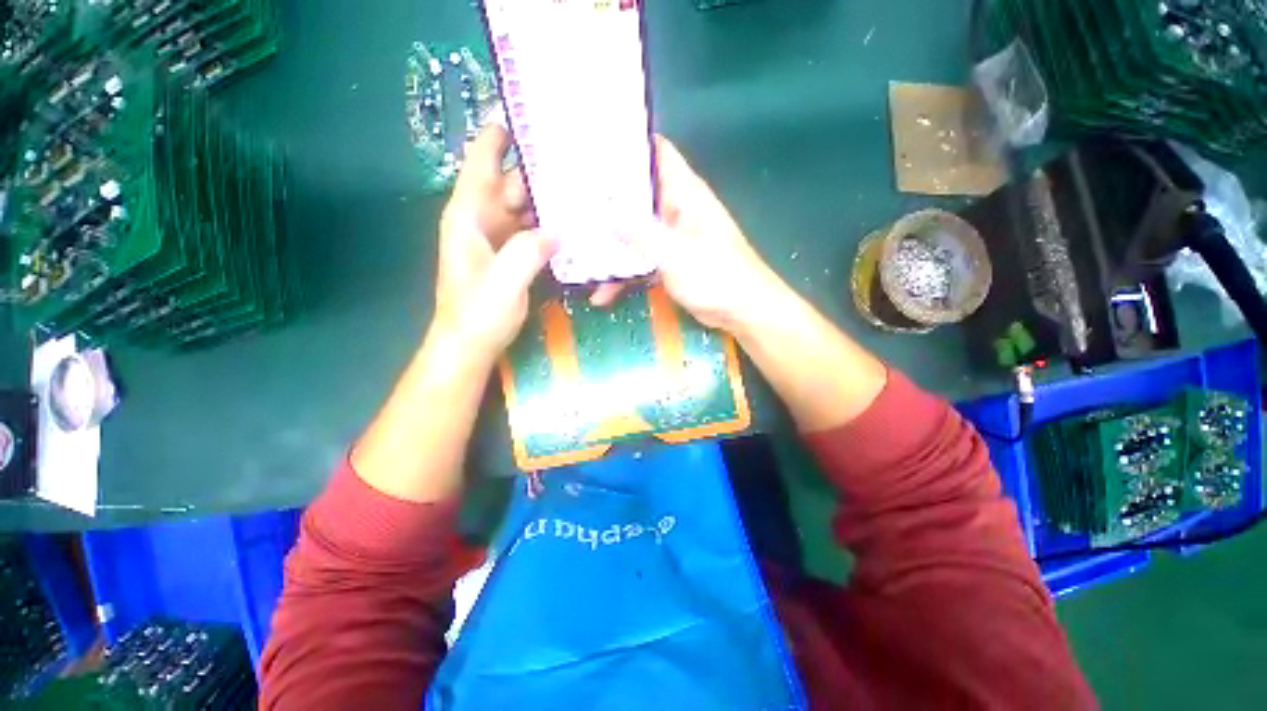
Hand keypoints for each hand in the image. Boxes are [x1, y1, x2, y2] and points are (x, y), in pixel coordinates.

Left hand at [432, 125, 555, 358]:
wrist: (468, 346)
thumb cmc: (477, 314)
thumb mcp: (504, 283)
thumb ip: (528, 252)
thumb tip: (557, 230)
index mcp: (468, 217)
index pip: (481, 164)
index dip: (497, 137)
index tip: (522, 114)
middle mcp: (480, 221)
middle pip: (508, 184)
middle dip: (535, 169)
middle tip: (570, 157)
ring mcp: (495, 240)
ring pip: (521, 208)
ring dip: (545, 199)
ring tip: (577, 186)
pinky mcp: (509, 257)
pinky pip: (529, 231)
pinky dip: (546, 225)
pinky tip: (569, 224)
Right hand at [594, 136, 781, 332]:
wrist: (741, 311)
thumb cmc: (716, 277)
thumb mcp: (675, 254)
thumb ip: (640, 234)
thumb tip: (604, 215)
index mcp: (684, 194)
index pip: (656, 152)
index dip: (626, 144)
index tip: (590, 146)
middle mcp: (675, 210)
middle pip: (636, 196)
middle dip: (604, 201)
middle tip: (567, 202)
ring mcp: (671, 239)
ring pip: (633, 233)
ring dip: (609, 246)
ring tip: (576, 255)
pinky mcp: (668, 263)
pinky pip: (640, 261)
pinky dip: (623, 274)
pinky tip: (602, 293)